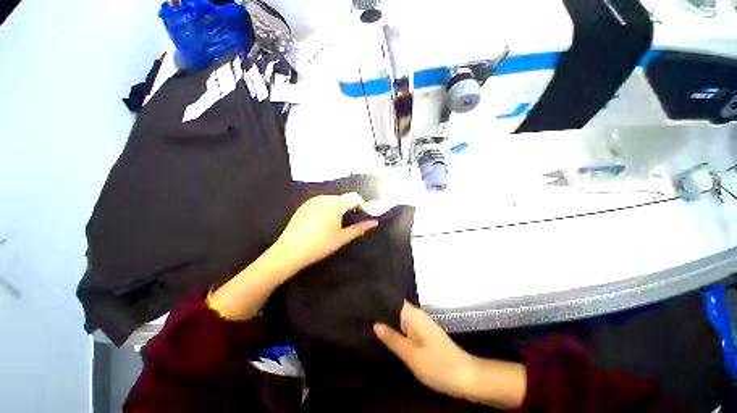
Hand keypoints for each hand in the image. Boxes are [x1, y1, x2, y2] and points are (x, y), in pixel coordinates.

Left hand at [273, 193, 378, 271]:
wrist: (289, 251)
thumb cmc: (320, 245)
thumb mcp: (342, 238)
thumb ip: (359, 228)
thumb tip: (374, 222)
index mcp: (335, 204)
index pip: (355, 197)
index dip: (364, 205)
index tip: (368, 215)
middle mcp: (324, 198)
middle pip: (343, 197)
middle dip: (352, 206)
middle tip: (356, 218)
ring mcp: (312, 201)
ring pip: (332, 199)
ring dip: (340, 207)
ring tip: (341, 220)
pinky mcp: (304, 206)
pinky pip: (321, 202)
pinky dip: (329, 208)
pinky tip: (326, 221)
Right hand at [375, 302, 526, 408]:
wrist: (465, 376)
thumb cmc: (437, 365)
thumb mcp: (411, 354)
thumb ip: (392, 338)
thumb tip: (375, 324)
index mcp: (413, 315)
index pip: (393, 300)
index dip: (380, 300)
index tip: (365, 302)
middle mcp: (417, 315)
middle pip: (396, 308)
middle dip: (382, 312)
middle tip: (363, 315)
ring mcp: (422, 324)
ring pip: (401, 318)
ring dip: (389, 321)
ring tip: (369, 322)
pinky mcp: (425, 333)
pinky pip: (407, 327)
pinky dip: (397, 330)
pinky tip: (387, 335)